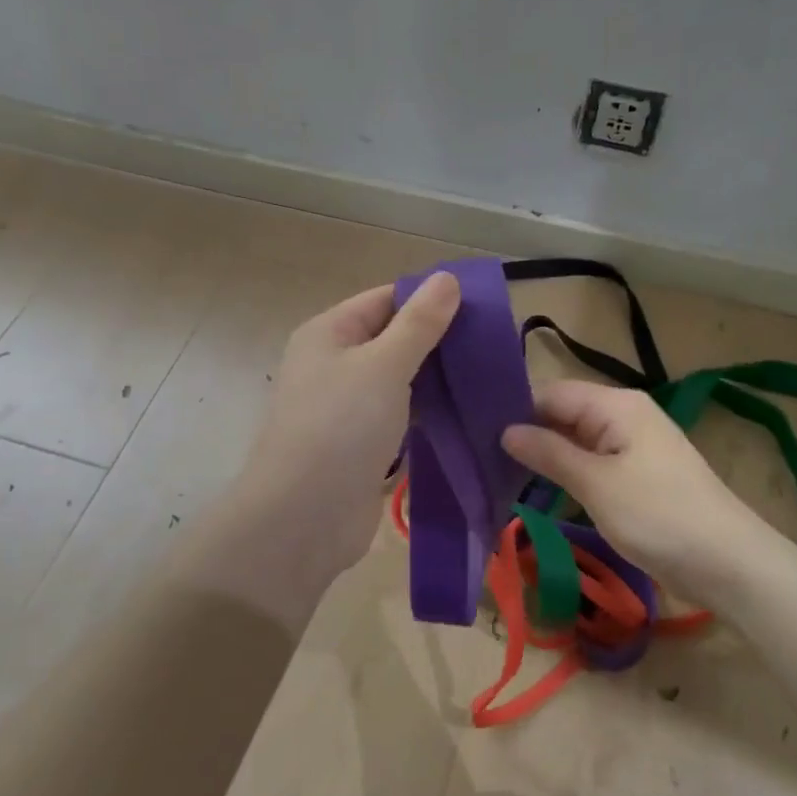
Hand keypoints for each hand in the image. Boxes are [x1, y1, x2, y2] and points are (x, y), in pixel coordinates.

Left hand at [236, 272, 460, 577]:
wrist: (303, 517)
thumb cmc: (341, 426)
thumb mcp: (384, 364)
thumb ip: (419, 323)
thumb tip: (447, 278)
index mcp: (329, 333)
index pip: (385, 300)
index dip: (430, 300)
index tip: (481, 308)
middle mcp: (333, 365)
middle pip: (392, 340)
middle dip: (439, 342)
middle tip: (493, 346)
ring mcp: (345, 409)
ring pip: (399, 382)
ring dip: (436, 381)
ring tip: (487, 378)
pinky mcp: (360, 447)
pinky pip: (399, 419)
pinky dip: (427, 415)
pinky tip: (464, 415)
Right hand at [501, 380, 769, 588]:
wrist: (728, 562)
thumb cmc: (658, 515)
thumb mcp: (596, 484)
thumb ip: (549, 453)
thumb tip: (506, 431)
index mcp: (616, 405)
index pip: (552, 393)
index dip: (515, 410)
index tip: (475, 433)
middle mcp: (625, 415)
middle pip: (564, 414)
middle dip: (528, 434)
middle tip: (481, 458)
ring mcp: (634, 445)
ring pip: (577, 441)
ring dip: (546, 457)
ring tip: (500, 474)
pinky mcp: (639, 474)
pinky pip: (594, 462)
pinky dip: (568, 473)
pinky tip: (541, 490)